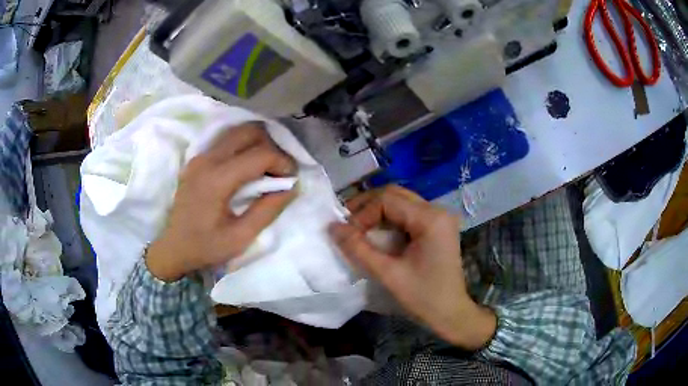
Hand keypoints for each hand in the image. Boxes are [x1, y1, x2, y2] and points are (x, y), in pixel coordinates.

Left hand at [146, 123, 295, 281]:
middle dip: (272, 146)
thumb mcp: (241, 237)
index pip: (259, 154)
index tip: (292, 178)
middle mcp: (207, 160)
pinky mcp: (197, 159)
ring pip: (237, 132)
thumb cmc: (206, 247)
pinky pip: (226, 141)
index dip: (282, 162)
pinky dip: (243, 146)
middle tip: (279, 170)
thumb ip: (268, 210)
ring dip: (258, 143)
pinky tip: (248, 166)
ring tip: (266, 167)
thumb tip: (291, 187)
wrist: (173, 248)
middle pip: (249, 132)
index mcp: (217, 180)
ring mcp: (199, 156)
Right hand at [329, 186, 495, 349]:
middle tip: (346, 223)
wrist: (451, 314)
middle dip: (367, 206)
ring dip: (376, 211)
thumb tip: (332, 227)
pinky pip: (407, 213)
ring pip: (400, 201)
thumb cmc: (423, 297)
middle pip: (394, 194)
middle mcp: (437, 210)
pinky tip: (376, 232)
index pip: (387, 200)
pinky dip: (388, 219)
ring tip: (357, 227)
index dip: (362, 213)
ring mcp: (439, 218)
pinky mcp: (437, 227)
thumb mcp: (388, 274)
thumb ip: (358, 248)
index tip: (347, 234)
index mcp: (430, 219)